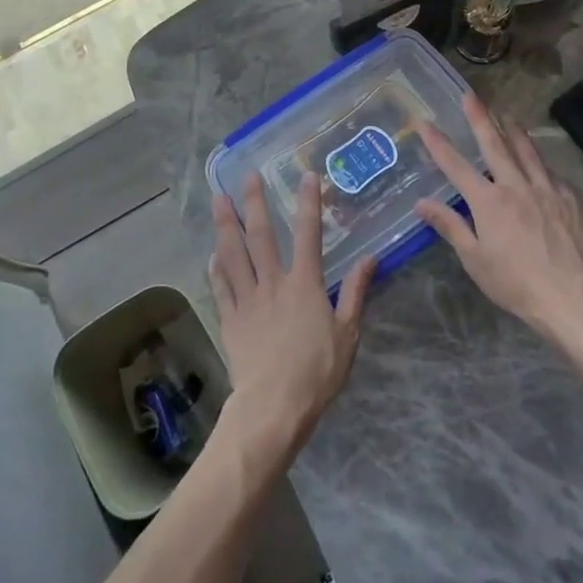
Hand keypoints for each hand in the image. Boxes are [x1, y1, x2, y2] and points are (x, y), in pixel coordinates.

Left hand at [209, 172, 374, 455]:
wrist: (274, 406)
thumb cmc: (317, 372)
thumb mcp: (348, 333)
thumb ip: (356, 292)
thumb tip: (370, 258)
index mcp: (305, 283)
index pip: (308, 233)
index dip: (309, 203)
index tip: (307, 176)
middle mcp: (273, 282)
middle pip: (261, 235)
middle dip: (254, 202)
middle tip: (247, 176)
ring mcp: (248, 299)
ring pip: (234, 254)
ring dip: (226, 224)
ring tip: (218, 199)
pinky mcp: (230, 319)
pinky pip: (221, 287)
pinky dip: (216, 268)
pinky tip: (212, 255)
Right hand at [416, 93, 582, 339]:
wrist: (572, 297)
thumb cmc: (516, 283)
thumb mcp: (474, 259)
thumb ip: (450, 226)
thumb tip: (421, 202)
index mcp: (488, 201)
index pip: (455, 165)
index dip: (437, 142)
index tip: (424, 121)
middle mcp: (515, 186)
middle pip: (494, 144)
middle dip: (480, 118)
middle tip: (471, 96)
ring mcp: (545, 189)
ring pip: (527, 151)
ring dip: (514, 131)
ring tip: (507, 116)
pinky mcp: (568, 199)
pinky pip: (550, 173)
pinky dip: (540, 162)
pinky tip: (540, 162)